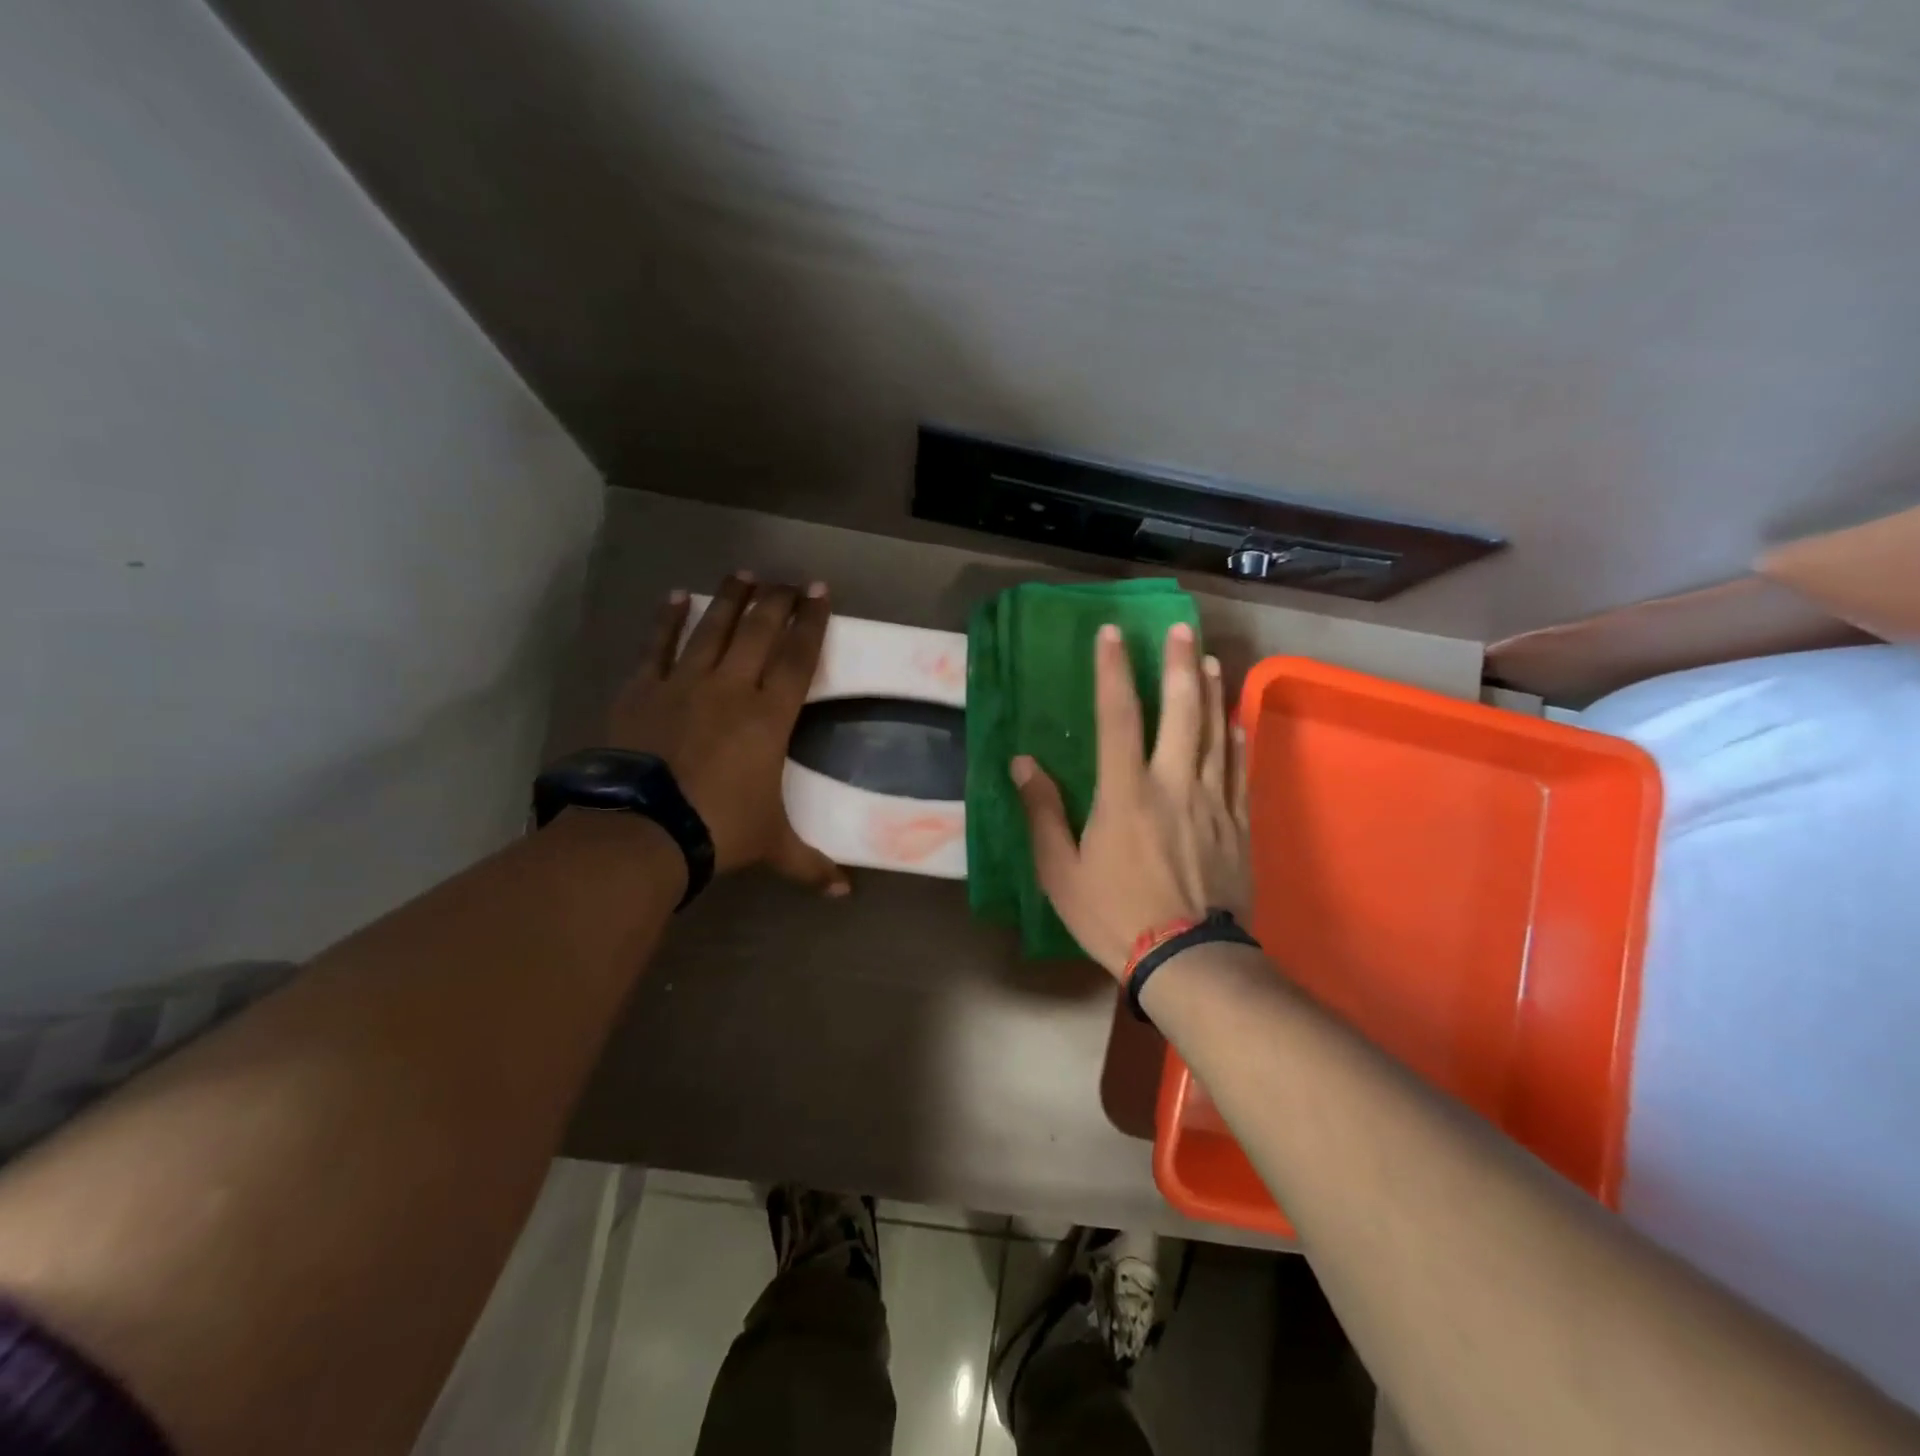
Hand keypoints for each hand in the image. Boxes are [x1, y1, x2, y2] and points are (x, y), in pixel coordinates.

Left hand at [605, 572, 849, 895]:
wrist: (642, 830)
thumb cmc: (719, 830)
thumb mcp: (773, 845)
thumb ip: (811, 864)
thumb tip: (846, 893)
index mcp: (769, 717)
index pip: (798, 657)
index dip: (812, 622)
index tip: (820, 591)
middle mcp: (731, 688)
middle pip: (759, 630)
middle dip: (778, 599)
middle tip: (789, 578)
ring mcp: (683, 684)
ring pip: (713, 628)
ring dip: (730, 598)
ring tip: (744, 573)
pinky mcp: (643, 690)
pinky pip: (659, 646)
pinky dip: (668, 620)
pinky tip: (677, 596)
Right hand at [1012, 622, 1250, 977]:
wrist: (1188, 961)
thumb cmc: (1114, 916)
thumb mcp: (1061, 871)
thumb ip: (1044, 813)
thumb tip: (1023, 764)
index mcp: (1125, 792)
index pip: (1117, 716)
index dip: (1113, 670)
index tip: (1111, 633)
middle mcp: (1174, 784)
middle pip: (1181, 712)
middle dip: (1178, 665)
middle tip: (1179, 628)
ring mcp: (1212, 804)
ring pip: (1216, 735)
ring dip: (1211, 694)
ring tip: (1209, 660)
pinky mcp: (1237, 826)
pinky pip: (1240, 773)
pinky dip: (1237, 742)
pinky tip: (1237, 724)